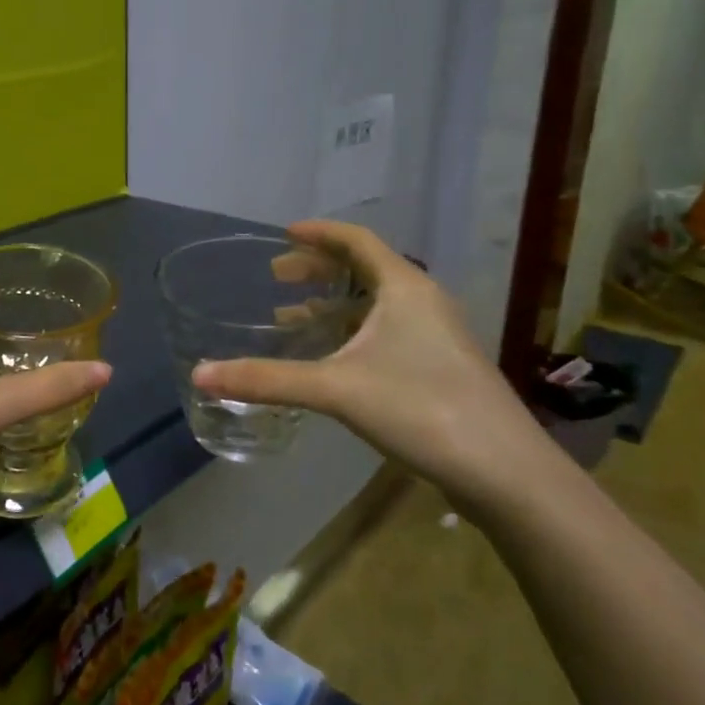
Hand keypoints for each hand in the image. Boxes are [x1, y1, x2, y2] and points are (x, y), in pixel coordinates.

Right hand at [191, 220, 550, 510]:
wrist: (504, 470)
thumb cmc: (420, 409)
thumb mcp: (335, 389)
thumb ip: (267, 380)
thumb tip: (200, 374)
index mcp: (404, 288)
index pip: (356, 240)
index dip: (318, 233)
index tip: (283, 234)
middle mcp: (423, 301)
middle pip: (365, 268)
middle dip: (319, 269)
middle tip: (277, 277)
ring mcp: (436, 335)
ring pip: (376, 304)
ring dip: (334, 304)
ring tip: (292, 315)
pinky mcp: (440, 366)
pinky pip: (387, 331)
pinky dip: (352, 332)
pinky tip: (331, 359)